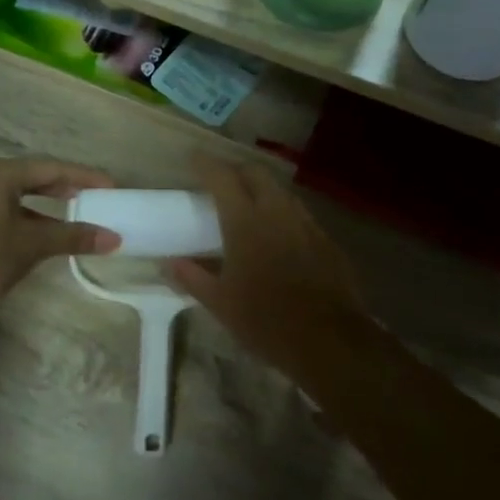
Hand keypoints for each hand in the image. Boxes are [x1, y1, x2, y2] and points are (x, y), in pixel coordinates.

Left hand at [0, 157, 117, 314]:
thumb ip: (72, 237)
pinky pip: (6, 208)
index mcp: (2, 174)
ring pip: (19, 193)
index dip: (86, 177)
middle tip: (97, 195)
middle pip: (36, 176)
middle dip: (68, 186)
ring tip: (75, 211)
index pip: (54, 168)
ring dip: (48, 202)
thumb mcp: (30, 245)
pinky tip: (41, 232)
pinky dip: (29, 215)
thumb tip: (113, 238)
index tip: (112, 186)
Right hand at [165, 156, 365, 379]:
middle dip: (237, 170)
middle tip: (221, 181)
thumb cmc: (266, 321)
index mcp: (246, 222)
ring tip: (249, 204)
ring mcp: (306, 224)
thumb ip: (193, 277)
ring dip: (263, 189)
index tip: (194, 158)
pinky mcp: (326, 240)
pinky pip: (300, 214)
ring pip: (281, 191)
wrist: (329, 340)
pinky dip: (283, 213)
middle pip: (256, 173)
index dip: (206, 163)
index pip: (223, 177)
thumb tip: (169, 262)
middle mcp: (277, 212)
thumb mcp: (221, 303)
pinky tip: (278, 234)